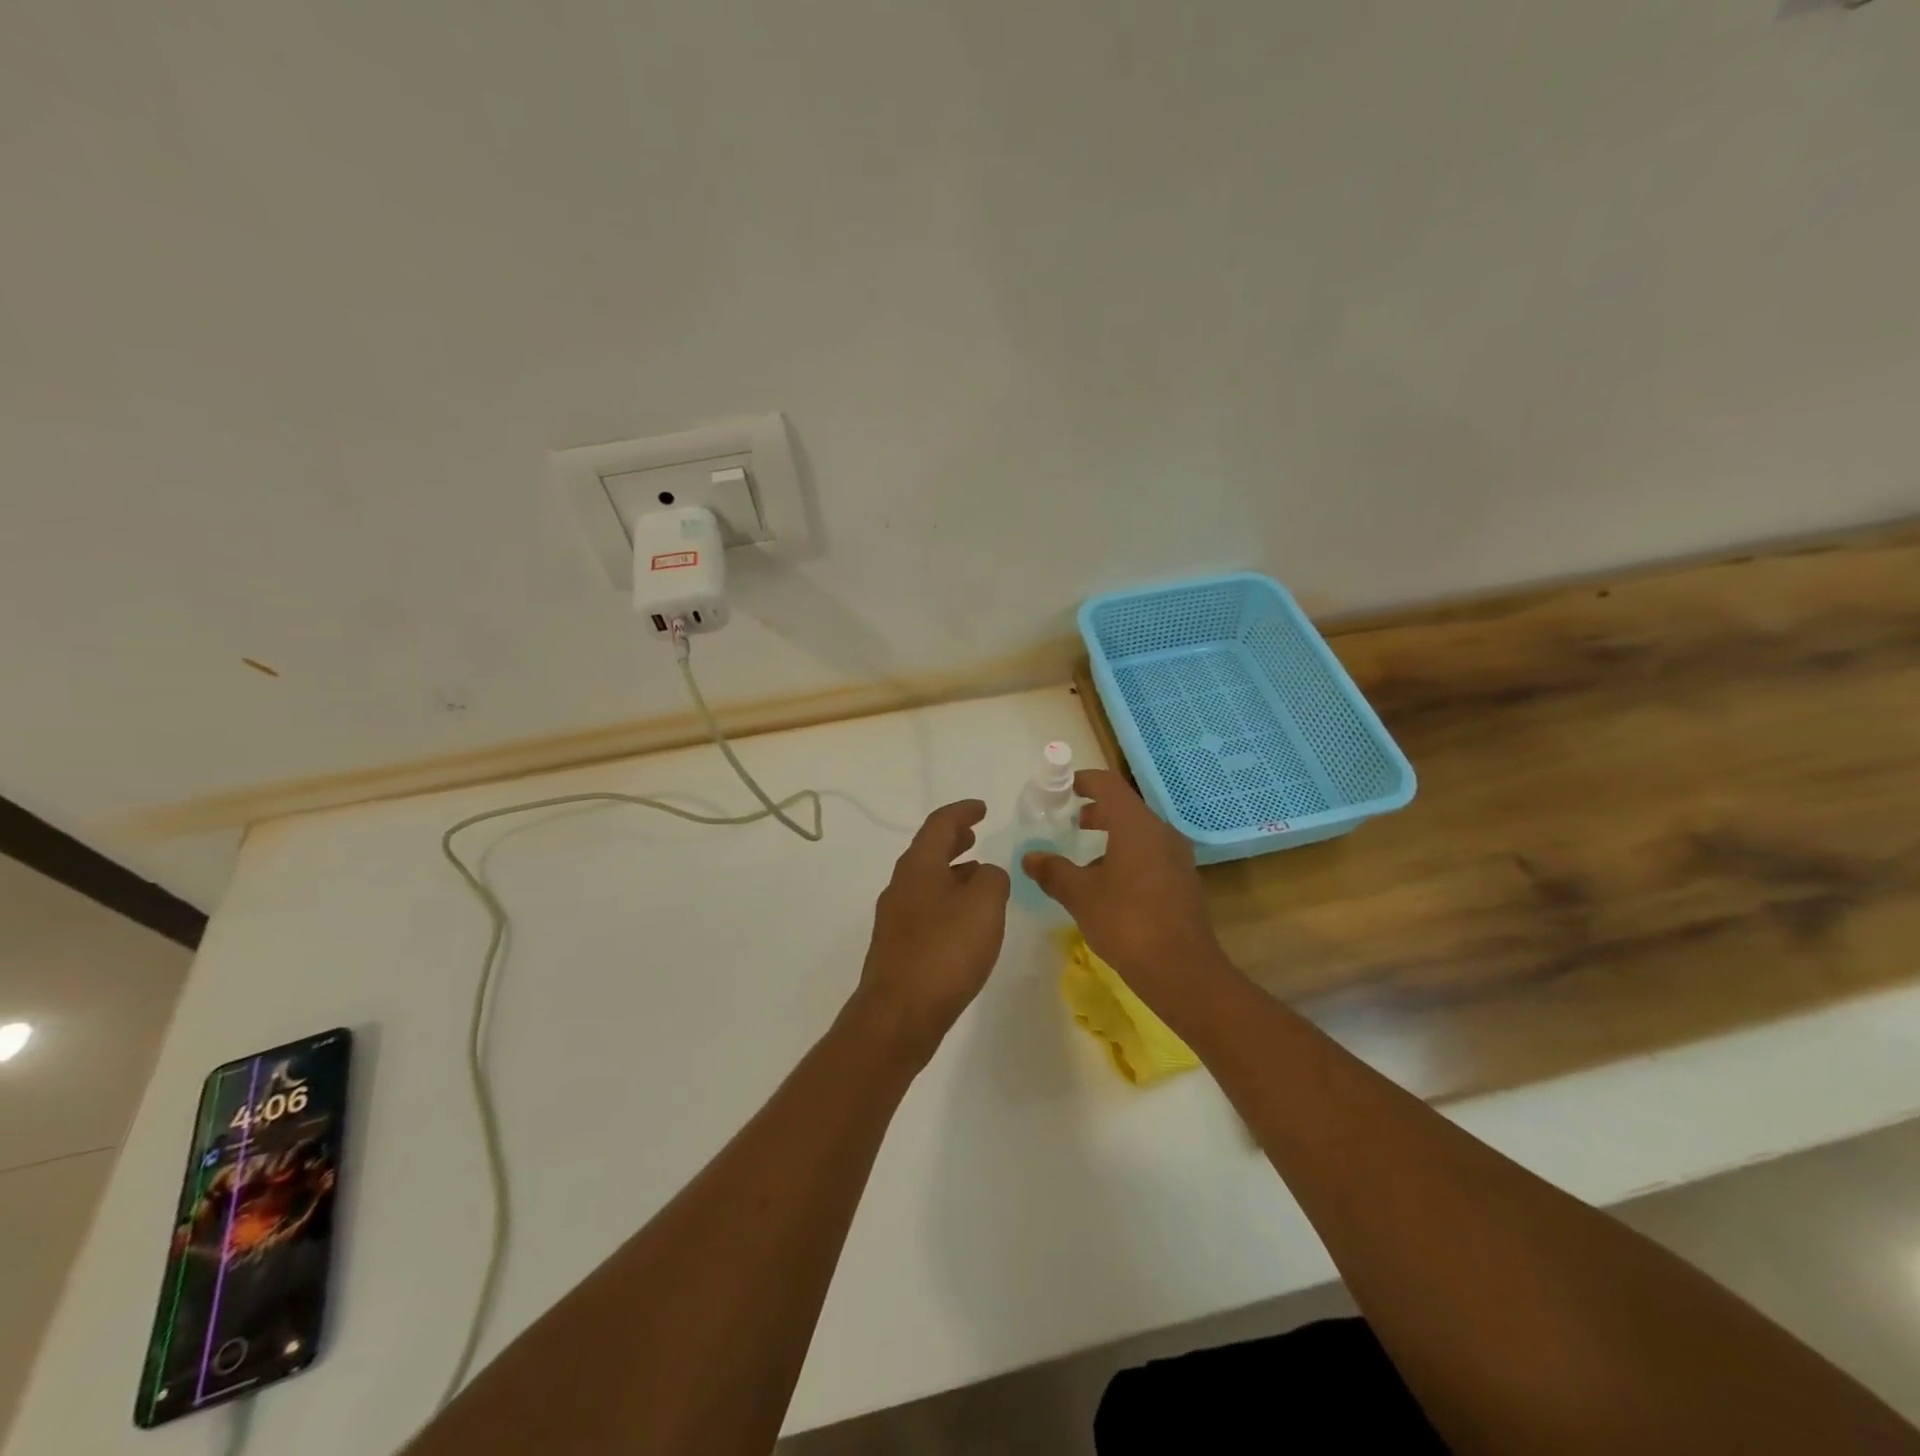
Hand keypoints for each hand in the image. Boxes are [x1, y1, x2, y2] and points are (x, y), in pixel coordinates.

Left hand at [851, 799, 1010, 1063]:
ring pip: (926, 879)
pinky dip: (946, 898)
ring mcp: (895, 916)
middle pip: (928, 850)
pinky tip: (964, 918)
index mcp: (919, 866)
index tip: (982, 808)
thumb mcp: (985, 905)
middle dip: (953, 839)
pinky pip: (925, 907)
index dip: (962, 812)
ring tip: (977, 874)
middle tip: (975, 834)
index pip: (939, 824)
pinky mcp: (898, 945)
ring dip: (952, 870)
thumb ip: (993, 879)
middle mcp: (901, 884)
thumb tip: (985, 873)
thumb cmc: (945, 951)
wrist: (899, 1014)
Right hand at [1022, 770, 1233, 1017]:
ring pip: (1138, 831)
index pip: (1108, 785)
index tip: (1060, 788)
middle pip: (1125, 807)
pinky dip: (1126, 853)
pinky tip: (1108, 883)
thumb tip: (1030, 857)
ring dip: (1110, 833)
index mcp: (1136, 826)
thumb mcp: (1080, 896)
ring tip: (1083, 854)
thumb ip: (1053, 871)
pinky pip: (1150, 852)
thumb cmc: (1127, 923)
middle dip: (1095, 809)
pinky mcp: (1182, 880)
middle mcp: (1161, 832)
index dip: (1083, 781)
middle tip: (1067, 820)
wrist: (1183, 971)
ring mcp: (1176, 856)